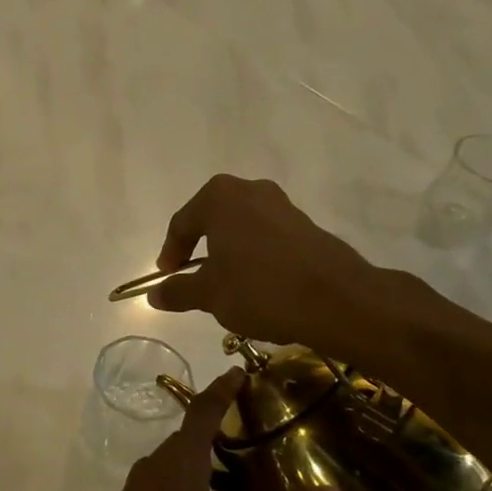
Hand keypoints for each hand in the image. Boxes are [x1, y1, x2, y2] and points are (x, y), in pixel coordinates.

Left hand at [51, 371, 341, 490]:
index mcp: (179, 466)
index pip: (202, 412)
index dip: (222, 390)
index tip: (240, 371)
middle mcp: (154, 468)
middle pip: (188, 436)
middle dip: (218, 427)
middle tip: (257, 430)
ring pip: (175, 462)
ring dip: (203, 458)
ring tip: (239, 471)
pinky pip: (163, 482)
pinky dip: (189, 481)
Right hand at [147, 174, 423, 358]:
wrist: (338, 300)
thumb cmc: (260, 289)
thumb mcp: (209, 295)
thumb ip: (178, 291)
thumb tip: (154, 294)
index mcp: (219, 198)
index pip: (182, 224)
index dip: (170, 254)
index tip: (167, 278)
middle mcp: (250, 190)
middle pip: (212, 220)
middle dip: (200, 249)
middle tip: (192, 277)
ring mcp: (282, 205)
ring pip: (241, 228)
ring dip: (228, 253)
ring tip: (225, 285)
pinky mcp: (306, 224)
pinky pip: (266, 237)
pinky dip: (254, 256)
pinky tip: (257, 285)